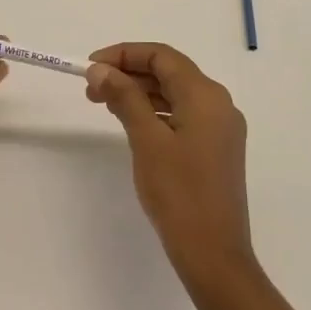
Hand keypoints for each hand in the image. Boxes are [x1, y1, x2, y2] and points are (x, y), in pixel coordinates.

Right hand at [86, 43, 253, 286]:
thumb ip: (124, 98)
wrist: (214, 255)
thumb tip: (100, 69)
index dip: (124, 54)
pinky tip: (130, 122)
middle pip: (169, 72)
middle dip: (128, 73)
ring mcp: (220, 127)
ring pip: (175, 93)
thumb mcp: (146, 140)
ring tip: (103, 103)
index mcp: (206, 96)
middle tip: (91, 88)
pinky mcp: (216, 148)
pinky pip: (182, 114)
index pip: (162, 56)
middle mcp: (219, 104)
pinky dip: (154, 111)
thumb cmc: (179, 194)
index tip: (90, 66)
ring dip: (139, 92)